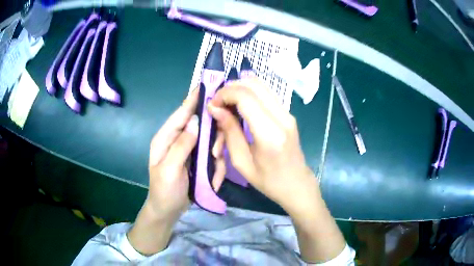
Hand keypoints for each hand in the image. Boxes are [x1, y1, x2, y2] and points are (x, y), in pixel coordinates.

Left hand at [128, 88, 225, 254]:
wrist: (168, 211)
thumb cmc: (164, 191)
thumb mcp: (169, 169)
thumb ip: (181, 145)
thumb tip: (195, 121)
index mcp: (166, 138)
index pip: (181, 113)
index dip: (193, 99)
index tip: (207, 86)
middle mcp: (178, 140)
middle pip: (199, 125)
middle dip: (211, 137)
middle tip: (215, 152)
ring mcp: (190, 151)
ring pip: (209, 141)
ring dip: (215, 155)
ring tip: (213, 171)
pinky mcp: (198, 161)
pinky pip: (212, 156)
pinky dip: (215, 167)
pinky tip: (213, 180)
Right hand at [208, 78, 345, 262]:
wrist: (297, 185)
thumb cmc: (268, 181)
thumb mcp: (242, 162)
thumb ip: (230, 131)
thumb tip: (215, 108)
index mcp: (270, 133)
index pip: (245, 96)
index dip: (225, 95)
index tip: (212, 105)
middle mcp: (282, 117)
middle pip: (254, 84)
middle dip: (231, 88)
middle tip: (218, 102)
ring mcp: (288, 113)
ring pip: (261, 85)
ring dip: (240, 89)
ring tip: (226, 104)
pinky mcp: (288, 114)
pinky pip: (266, 94)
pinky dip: (249, 94)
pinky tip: (240, 108)